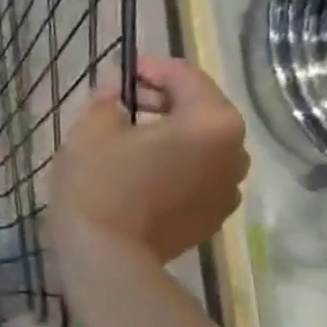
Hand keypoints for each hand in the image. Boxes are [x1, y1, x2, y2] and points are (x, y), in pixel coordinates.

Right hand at [49, 56, 248, 264]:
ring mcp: (228, 189)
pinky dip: (172, 167)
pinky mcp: (211, 217)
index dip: (151, 68)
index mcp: (212, 122)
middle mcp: (234, 153)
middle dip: (161, 102)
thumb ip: (107, 100)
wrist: (105, 257)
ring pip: (199, 147)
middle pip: (199, 112)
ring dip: (169, 136)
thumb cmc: (98, 184)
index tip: (122, 71)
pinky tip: (138, 174)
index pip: (185, 78)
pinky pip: (195, 177)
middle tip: (120, 104)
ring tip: (128, 141)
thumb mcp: (91, 130)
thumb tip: (115, 90)